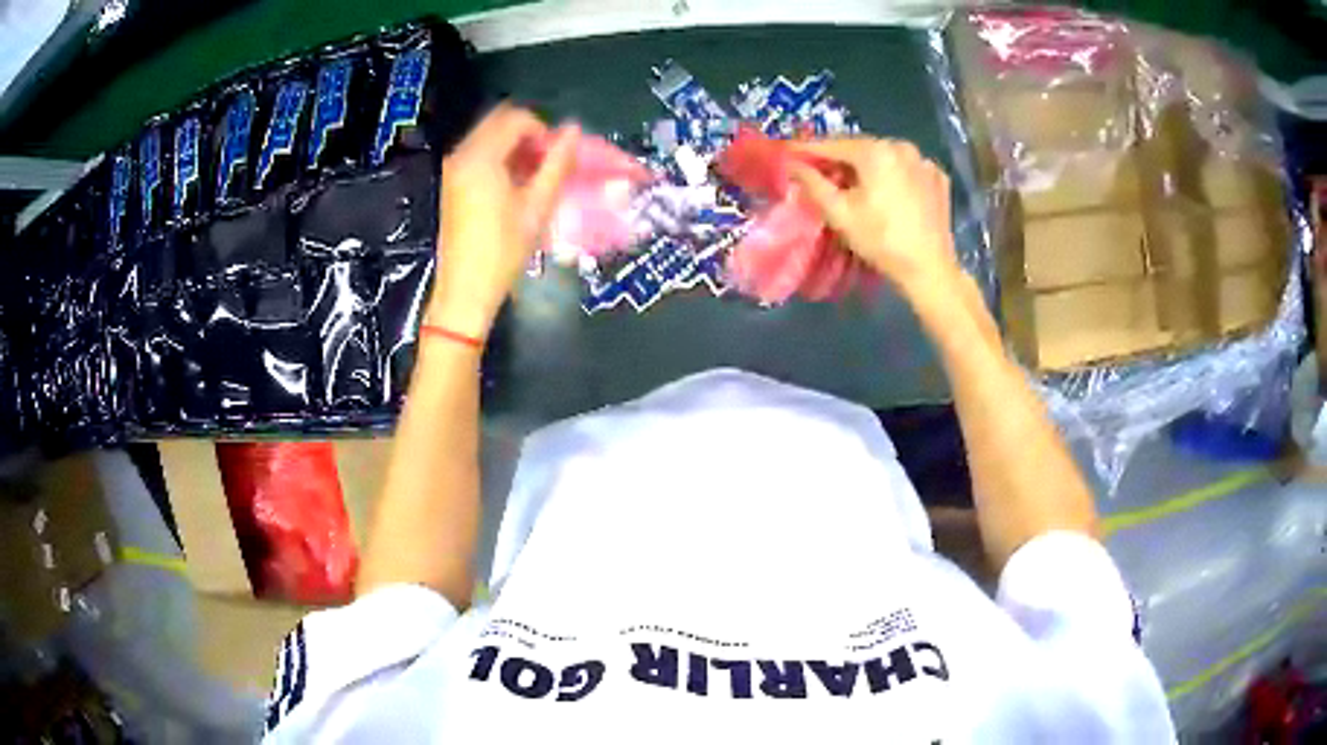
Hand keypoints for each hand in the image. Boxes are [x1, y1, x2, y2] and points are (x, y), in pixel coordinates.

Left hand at [428, 104, 579, 338]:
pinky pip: (479, 154)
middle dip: (528, 134)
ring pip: (489, 137)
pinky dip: (501, 158)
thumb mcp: (537, 207)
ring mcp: (453, 168)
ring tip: (536, 175)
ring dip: (515, 146)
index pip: (516, 119)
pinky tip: (516, 184)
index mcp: (481, 158)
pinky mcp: (452, 183)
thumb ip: (557, 164)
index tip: (558, 156)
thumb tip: (574, 132)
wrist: (465, 290)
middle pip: (499, 122)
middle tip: (548, 161)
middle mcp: (462, 155)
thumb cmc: (503, 250)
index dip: (543, 130)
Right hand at [790, 139, 960, 302]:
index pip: (833, 144)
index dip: (809, 150)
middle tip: (822, 173)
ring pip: (885, 157)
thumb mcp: (839, 213)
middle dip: (840, 159)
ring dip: (867, 167)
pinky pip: (906, 169)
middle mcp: (902, 146)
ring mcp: (924, 161)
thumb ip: (812, 182)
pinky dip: (893, 176)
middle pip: (861, 148)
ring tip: (855, 185)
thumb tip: (792, 164)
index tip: (790, 153)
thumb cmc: (880, 240)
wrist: (929, 269)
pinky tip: (888, 194)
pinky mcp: (938, 178)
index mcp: (876, 151)